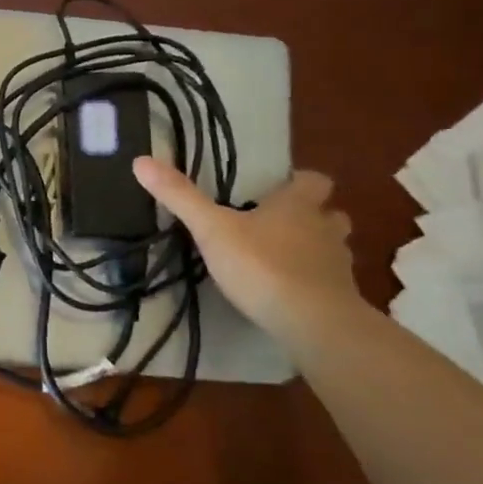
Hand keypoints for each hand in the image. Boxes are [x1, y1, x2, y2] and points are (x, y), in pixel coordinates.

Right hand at [133, 157, 363, 342]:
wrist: (313, 322)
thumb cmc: (262, 265)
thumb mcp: (212, 229)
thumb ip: (180, 198)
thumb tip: (141, 161)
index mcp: (297, 206)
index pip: (314, 181)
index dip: (300, 182)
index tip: (282, 188)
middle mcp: (324, 229)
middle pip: (331, 215)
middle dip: (314, 217)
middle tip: (283, 226)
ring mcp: (338, 266)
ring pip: (334, 249)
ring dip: (317, 250)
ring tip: (286, 261)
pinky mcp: (341, 300)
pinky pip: (331, 284)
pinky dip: (316, 285)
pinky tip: (292, 296)